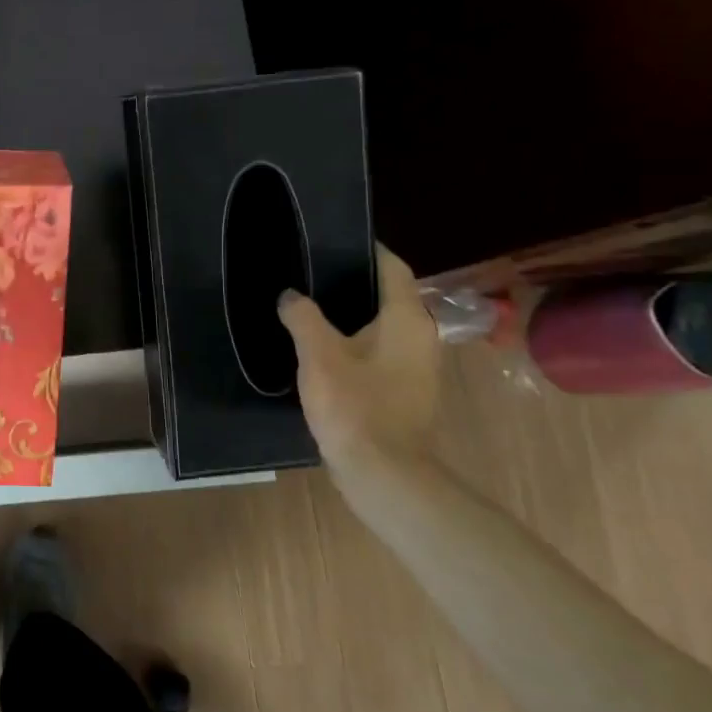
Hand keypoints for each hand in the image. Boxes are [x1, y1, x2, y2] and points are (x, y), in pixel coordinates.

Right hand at [276, 245, 440, 474]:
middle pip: (388, 294)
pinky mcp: (404, 389)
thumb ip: (302, 317)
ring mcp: (416, 365)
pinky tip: (321, 346)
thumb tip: (290, 296)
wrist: (382, 473)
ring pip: (383, 324)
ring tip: (309, 304)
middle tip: (309, 270)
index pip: (392, 267)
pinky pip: (379, 349)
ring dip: (351, 313)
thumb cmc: (355, 406)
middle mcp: (420, 336)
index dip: (366, 249)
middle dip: (352, 281)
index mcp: (407, 319)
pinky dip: (354, 340)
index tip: (332, 238)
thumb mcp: (318, 355)